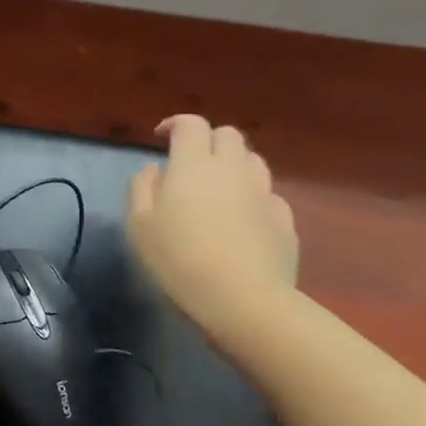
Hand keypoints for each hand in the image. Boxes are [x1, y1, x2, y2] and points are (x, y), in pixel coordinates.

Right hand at [126, 114, 297, 335]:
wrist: (243, 301)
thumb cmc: (178, 259)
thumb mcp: (139, 224)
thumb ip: (143, 188)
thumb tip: (155, 170)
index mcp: (193, 165)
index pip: (191, 124)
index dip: (176, 124)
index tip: (161, 138)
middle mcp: (232, 170)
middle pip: (229, 134)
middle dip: (208, 140)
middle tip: (190, 161)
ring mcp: (264, 194)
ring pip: (253, 161)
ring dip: (234, 165)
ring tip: (218, 187)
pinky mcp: (285, 221)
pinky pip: (269, 195)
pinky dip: (253, 197)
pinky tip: (242, 219)